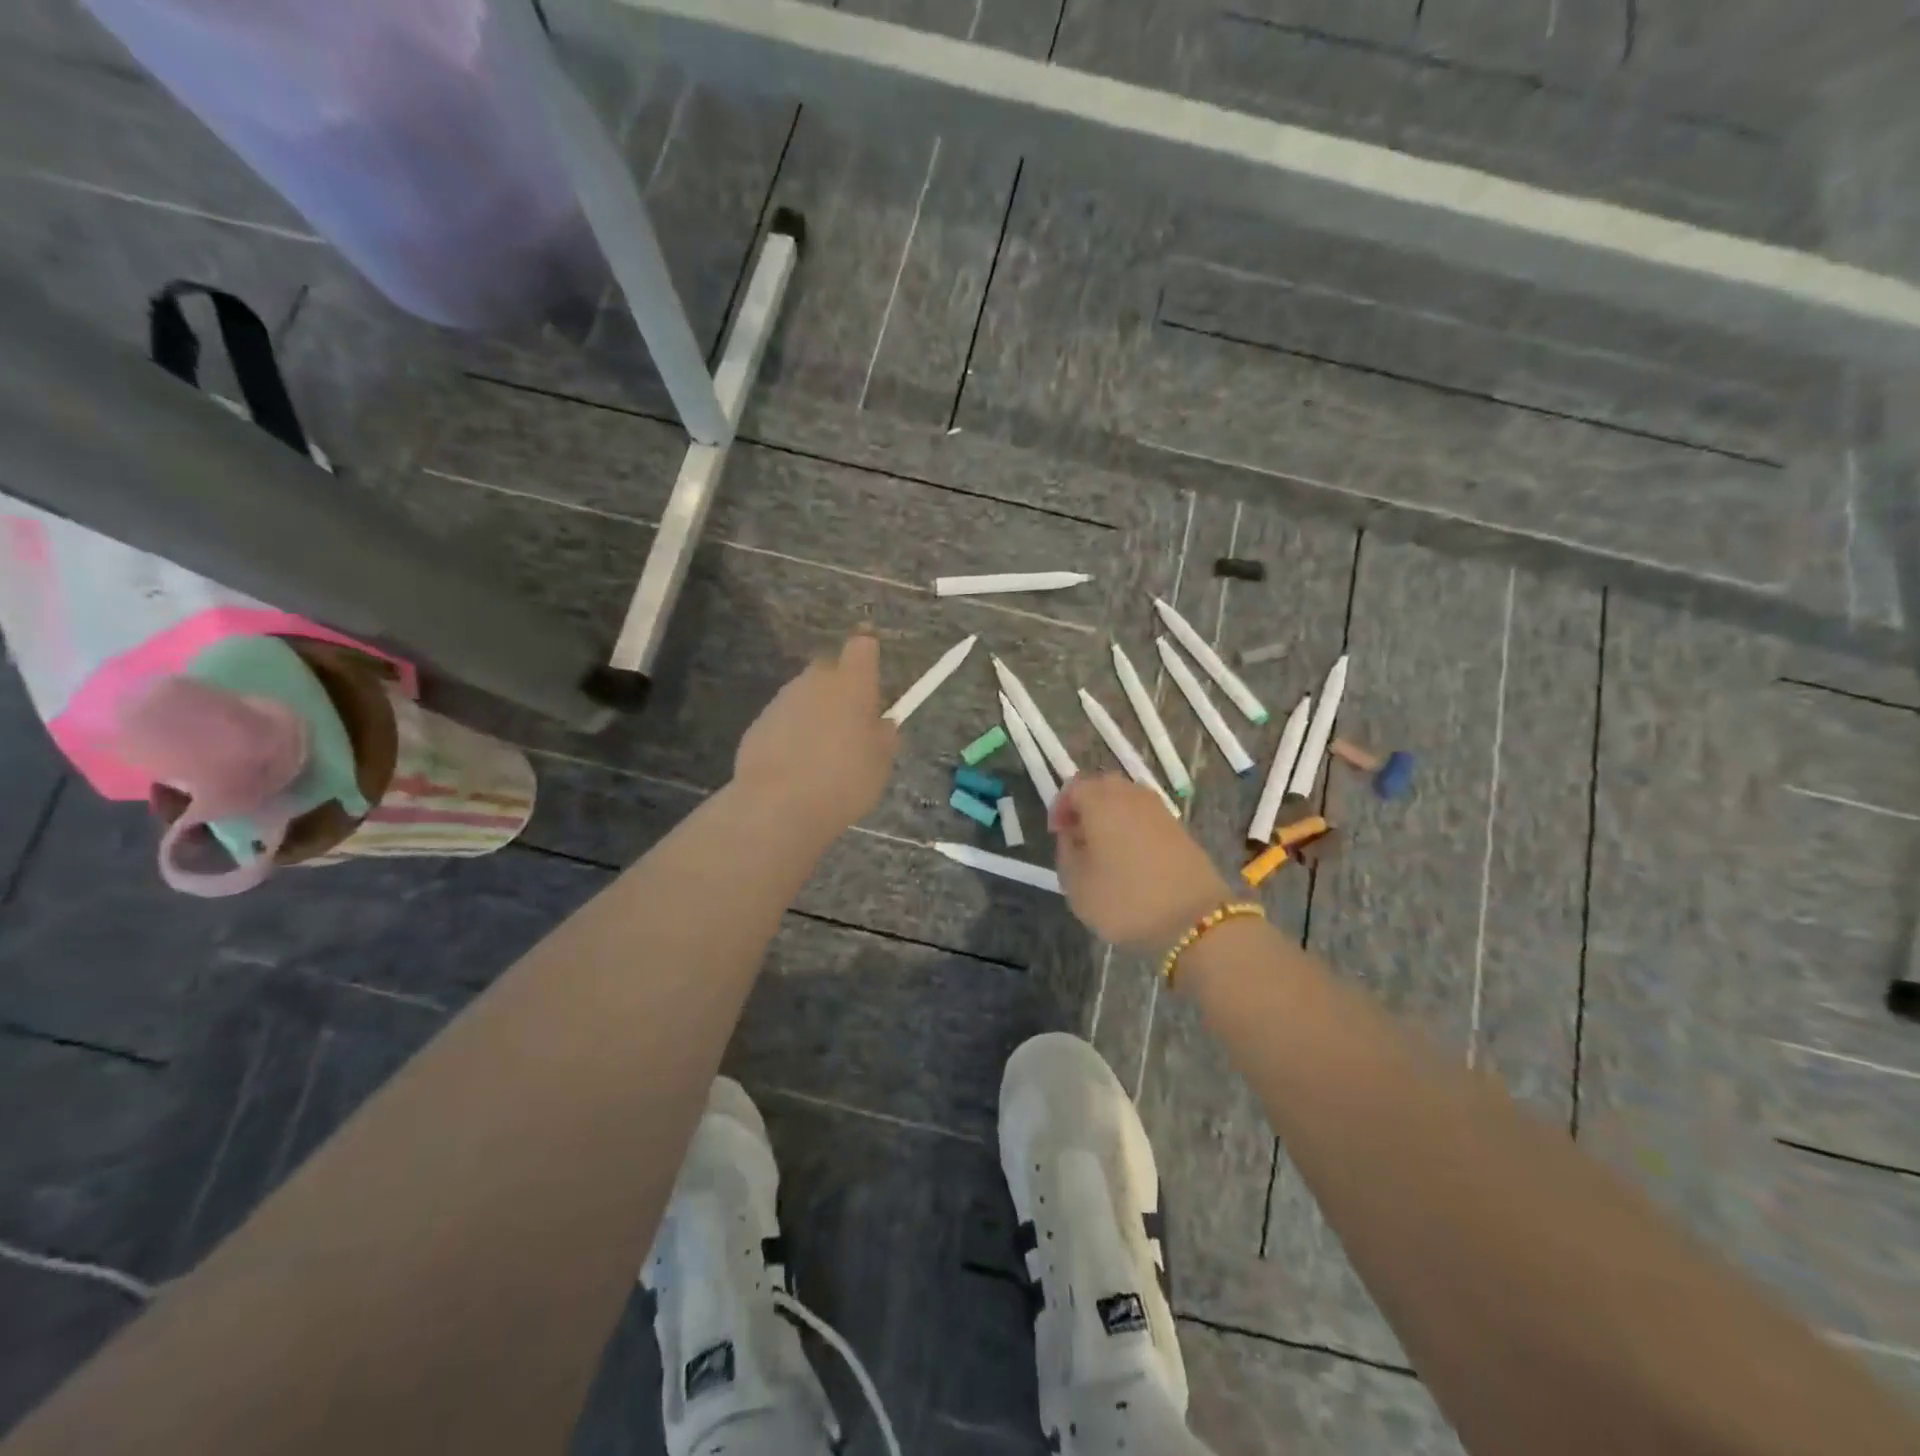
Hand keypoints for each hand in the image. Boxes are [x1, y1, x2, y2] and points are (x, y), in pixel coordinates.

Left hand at [734, 629, 899, 832]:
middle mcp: (814, 681)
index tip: (872, 676)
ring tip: (822, 754)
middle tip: (850, 725)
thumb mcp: (880, 764)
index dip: (868, 656)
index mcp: (851, 683)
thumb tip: (881, 725)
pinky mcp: (758, 723)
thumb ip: (883, 737)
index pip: (862, 646)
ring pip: (805, 696)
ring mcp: (782, 700)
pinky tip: (796, 767)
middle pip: (830, 670)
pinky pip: (784, 720)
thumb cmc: (843, 781)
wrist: (778, 806)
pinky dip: (792, 734)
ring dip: (815, 713)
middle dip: (840, 688)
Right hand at [1050, 774, 1235, 949]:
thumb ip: (1066, 852)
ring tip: (1104, 851)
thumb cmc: (1124, 900)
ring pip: (1127, 801)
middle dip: (1086, 807)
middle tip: (1078, 837)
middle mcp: (1131, 795)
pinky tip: (1130, 859)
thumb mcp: (1076, 884)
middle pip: (1103, 787)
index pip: (1074, 787)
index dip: (1061, 807)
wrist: (1194, 920)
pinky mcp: (1180, 829)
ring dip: (1111, 817)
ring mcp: (1160, 810)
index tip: (1056, 834)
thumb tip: (1073, 835)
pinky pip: (1146, 818)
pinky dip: (1133, 829)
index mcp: (1101, 801)